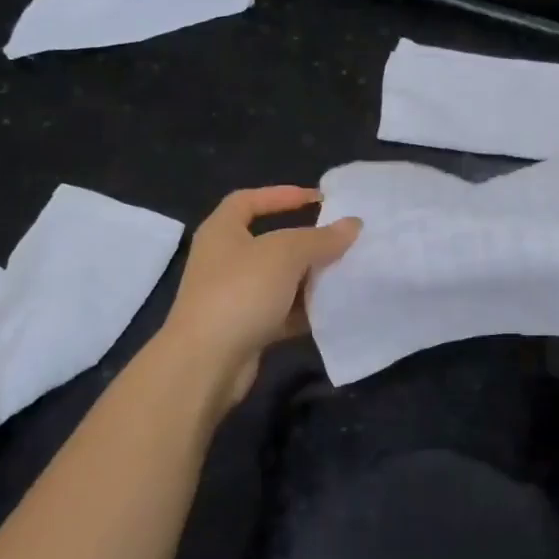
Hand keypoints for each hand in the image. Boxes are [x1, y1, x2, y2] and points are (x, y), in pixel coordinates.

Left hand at [158, 186, 360, 413]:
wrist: (205, 363)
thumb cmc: (240, 292)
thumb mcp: (285, 254)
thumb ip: (320, 238)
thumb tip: (353, 224)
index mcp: (222, 231)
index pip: (249, 200)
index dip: (283, 194)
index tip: (320, 200)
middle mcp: (223, 260)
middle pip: (269, 241)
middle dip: (305, 241)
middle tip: (340, 240)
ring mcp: (232, 296)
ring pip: (278, 280)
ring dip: (308, 278)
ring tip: (344, 274)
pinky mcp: (244, 329)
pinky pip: (280, 312)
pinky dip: (303, 310)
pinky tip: (331, 310)